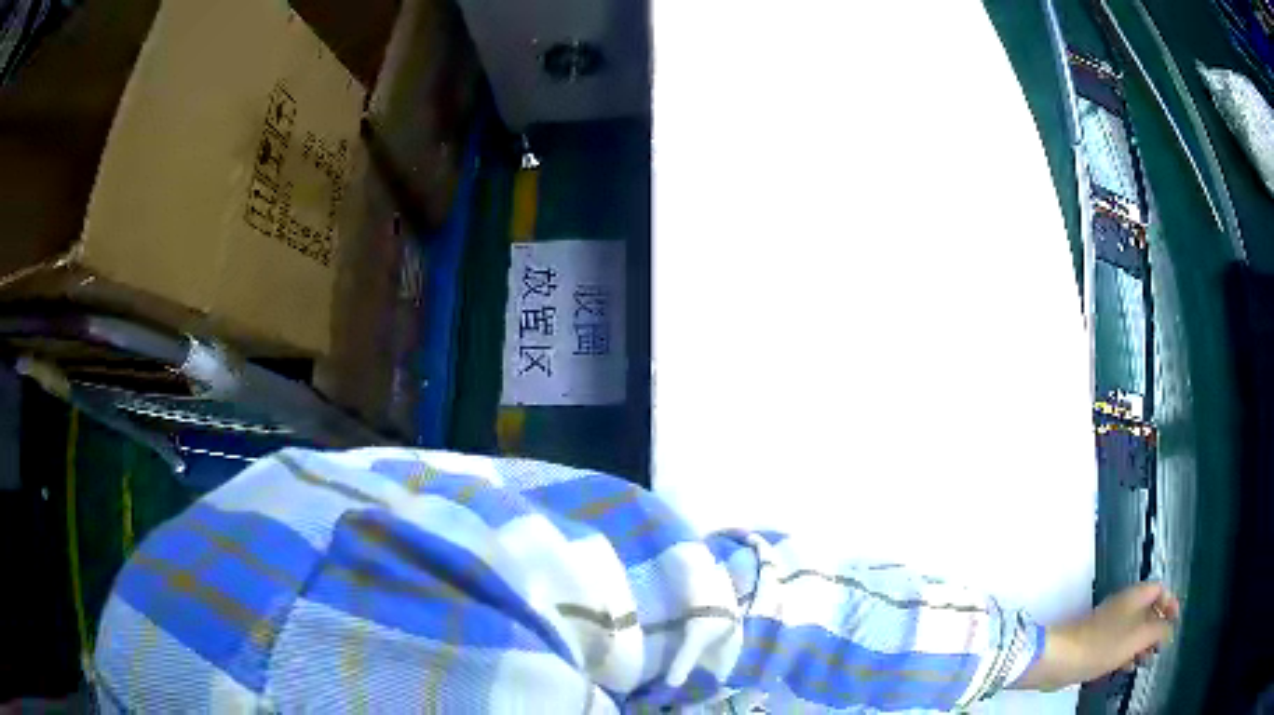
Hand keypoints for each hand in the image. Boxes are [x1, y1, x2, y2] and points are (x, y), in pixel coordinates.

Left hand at [1013, 582, 1179, 691]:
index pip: (1160, 589)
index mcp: (1135, 595)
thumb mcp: (1139, 636)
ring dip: (1142, 644)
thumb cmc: (1105, 644)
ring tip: (1145, 662)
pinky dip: (1126, 654)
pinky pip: (1118, 644)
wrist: (1062, 659)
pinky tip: (1127, 668)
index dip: (1170, 602)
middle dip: (1156, 628)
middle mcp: (1123, 604)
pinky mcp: (1095, 642)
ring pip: (1133, 630)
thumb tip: (1169, 630)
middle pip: (1147, 610)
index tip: (1174, 622)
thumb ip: (1159, 630)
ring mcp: (1108, 624)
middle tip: (1159, 648)